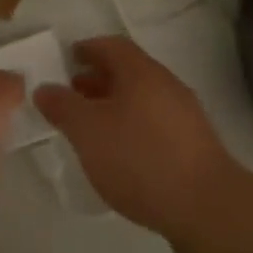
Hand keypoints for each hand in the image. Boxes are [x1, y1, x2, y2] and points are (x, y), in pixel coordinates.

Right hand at [33, 36, 239, 239]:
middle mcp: (165, 84)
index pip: (111, 45)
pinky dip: (132, 126)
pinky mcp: (194, 145)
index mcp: (141, 71)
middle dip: (98, 79)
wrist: (207, 207)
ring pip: (142, 98)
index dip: (87, 49)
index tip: (67, 59)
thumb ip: (63, 106)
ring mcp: (184, 114)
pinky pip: (155, 122)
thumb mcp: (88, 131)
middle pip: (127, 71)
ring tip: (92, 129)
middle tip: (72, 96)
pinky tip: (121, 154)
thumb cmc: (140, 158)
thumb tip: (44, 88)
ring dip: (115, 105)